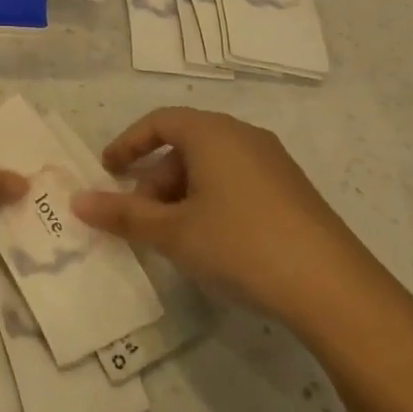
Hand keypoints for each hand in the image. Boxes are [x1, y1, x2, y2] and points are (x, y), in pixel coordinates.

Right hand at [70, 107, 377, 330]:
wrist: (334, 289)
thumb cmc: (240, 245)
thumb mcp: (172, 232)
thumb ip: (123, 215)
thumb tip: (78, 202)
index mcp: (212, 133)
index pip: (158, 122)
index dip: (128, 144)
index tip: (107, 171)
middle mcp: (243, 136)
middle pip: (185, 144)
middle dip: (154, 178)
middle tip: (139, 216)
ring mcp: (273, 163)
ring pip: (211, 165)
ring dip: (181, 192)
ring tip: (172, 235)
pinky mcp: (292, 191)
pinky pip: (236, 181)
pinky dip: (210, 200)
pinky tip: (211, 241)